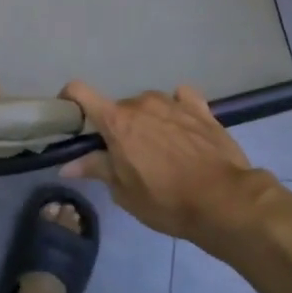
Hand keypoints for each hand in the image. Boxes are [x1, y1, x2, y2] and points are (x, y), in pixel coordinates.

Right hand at [61, 81, 272, 245]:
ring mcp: (174, 103)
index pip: (79, 92)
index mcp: (117, 122)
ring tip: (158, 149)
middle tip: (123, 156)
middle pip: (117, 108)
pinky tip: (181, 127)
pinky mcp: (201, 109)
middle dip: (115, 128)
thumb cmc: (165, 200)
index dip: (69, 101)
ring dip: (146, 121)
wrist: (223, 200)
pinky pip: (180, 100)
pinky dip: (175, 110)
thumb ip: (96, 169)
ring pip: (148, 105)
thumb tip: (68, 165)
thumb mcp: (124, 192)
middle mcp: (142, 104)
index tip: (70, 120)